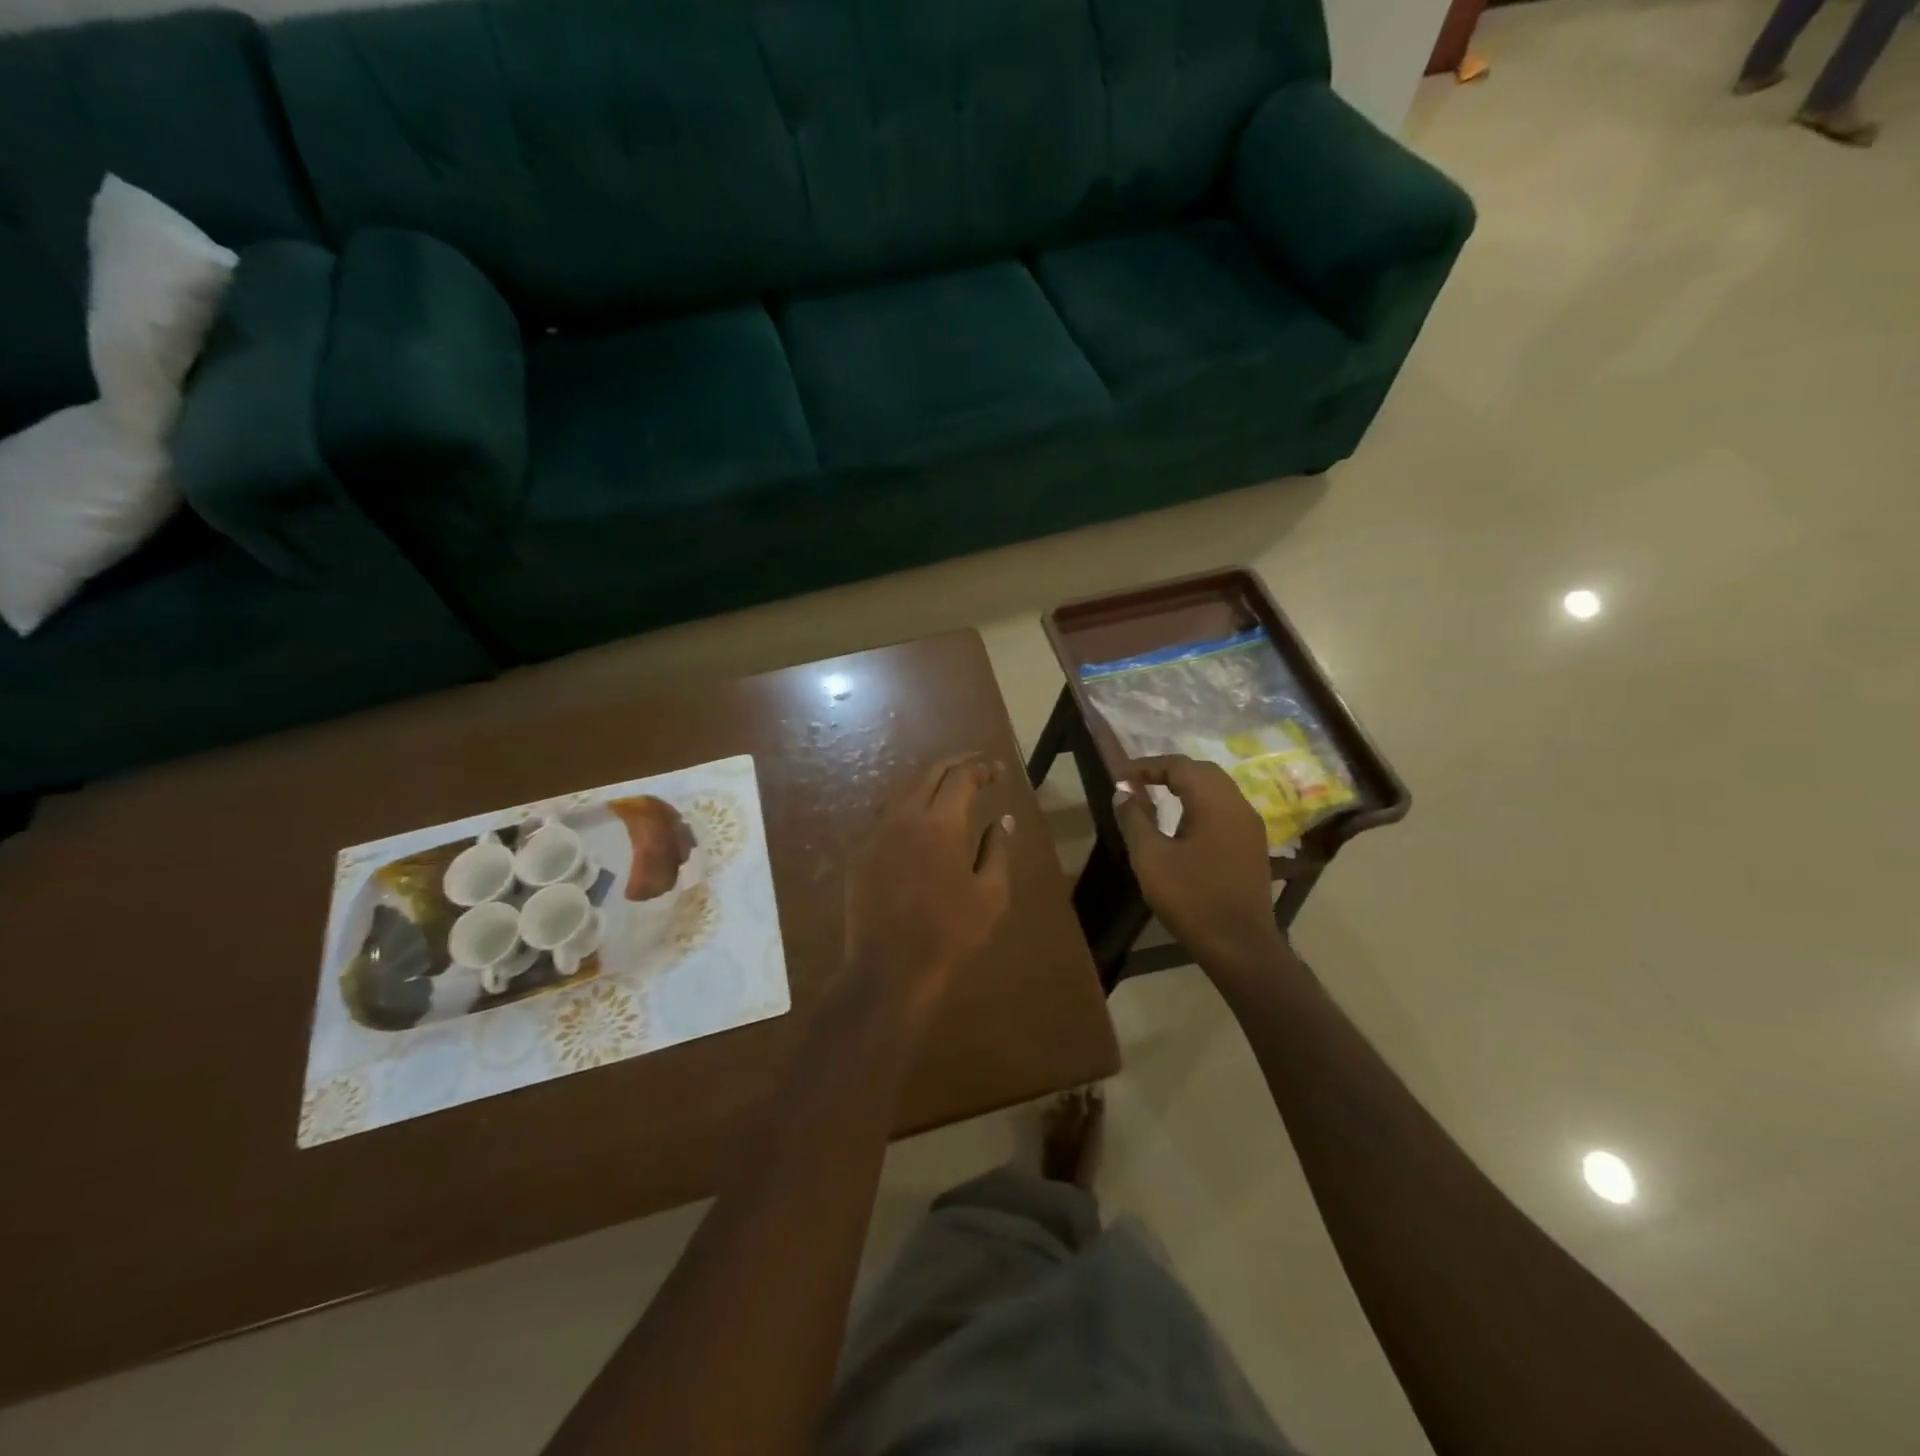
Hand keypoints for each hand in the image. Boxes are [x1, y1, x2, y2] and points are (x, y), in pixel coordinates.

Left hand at [844, 755, 1012, 1015]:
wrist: (889, 970)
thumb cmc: (950, 934)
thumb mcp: (990, 895)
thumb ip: (998, 850)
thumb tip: (1003, 820)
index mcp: (941, 823)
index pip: (961, 776)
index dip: (981, 768)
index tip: (996, 773)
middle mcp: (905, 817)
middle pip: (928, 772)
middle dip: (954, 765)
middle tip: (975, 770)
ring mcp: (877, 833)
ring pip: (902, 790)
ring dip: (927, 782)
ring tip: (947, 789)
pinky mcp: (860, 853)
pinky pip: (885, 815)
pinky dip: (906, 805)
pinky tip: (917, 820)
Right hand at [1111, 755, 1285, 971]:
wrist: (1239, 944)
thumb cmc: (1191, 898)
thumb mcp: (1150, 857)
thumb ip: (1134, 819)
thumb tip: (1123, 792)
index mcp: (1214, 802)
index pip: (1180, 766)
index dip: (1148, 766)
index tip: (1121, 777)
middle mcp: (1238, 805)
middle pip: (1202, 771)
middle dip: (1169, 771)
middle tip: (1139, 782)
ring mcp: (1250, 826)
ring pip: (1217, 789)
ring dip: (1187, 786)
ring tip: (1157, 797)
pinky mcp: (1252, 845)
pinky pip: (1225, 808)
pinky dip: (1201, 803)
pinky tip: (1184, 823)